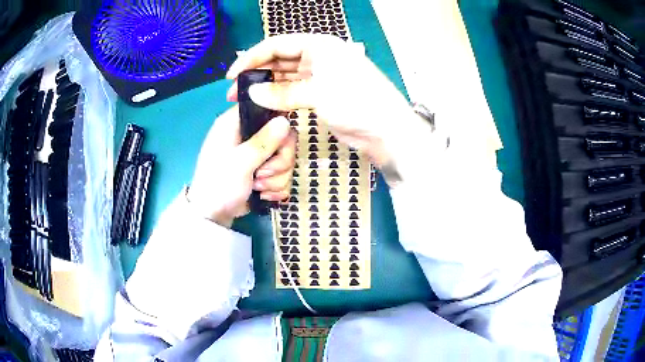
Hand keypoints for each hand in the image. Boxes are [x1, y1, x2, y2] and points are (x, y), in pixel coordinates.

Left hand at [187, 106, 296, 227]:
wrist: (213, 215)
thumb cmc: (219, 184)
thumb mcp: (240, 162)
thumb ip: (263, 141)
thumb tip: (286, 121)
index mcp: (236, 123)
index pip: (265, 107)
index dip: (277, 119)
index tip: (280, 138)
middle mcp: (249, 135)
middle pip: (283, 136)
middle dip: (279, 160)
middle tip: (263, 173)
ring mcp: (258, 154)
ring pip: (285, 158)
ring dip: (276, 177)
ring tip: (258, 186)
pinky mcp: (264, 171)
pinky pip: (283, 174)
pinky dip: (276, 187)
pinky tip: (263, 194)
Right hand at [225, 34, 430, 169]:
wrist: (387, 131)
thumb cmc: (357, 103)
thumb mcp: (318, 93)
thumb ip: (282, 93)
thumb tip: (252, 93)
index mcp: (319, 45)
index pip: (277, 45)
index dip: (251, 58)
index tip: (232, 75)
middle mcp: (318, 56)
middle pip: (279, 59)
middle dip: (255, 74)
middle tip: (233, 93)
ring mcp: (320, 76)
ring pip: (285, 77)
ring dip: (265, 87)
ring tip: (243, 101)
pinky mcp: (321, 94)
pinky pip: (293, 91)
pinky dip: (279, 97)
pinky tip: (264, 105)